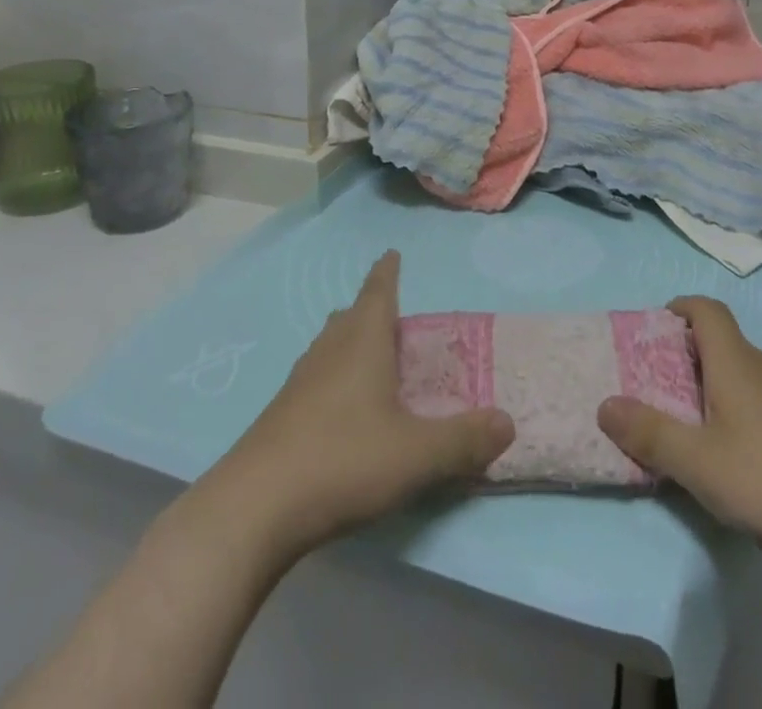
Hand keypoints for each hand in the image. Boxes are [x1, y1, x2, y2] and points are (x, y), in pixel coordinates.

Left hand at [195, 251, 514, 560]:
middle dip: (370, 308)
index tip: (391, 252)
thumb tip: (508, 421)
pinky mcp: (281, 416)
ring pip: (329, 346)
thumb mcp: (416, 454)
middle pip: (350, 316)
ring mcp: (299, 382)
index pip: (378, 291)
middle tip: (393, 314)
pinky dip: (334, 377)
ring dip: (350, 342)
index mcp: (362, 342)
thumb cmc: (342, 461)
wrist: (253, 509)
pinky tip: (341, 408)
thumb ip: (464, 439)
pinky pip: (315, 378)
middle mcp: (329, 350)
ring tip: (370, 355)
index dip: (387, 271)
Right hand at [597, 296, 761, 575]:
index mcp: (735, 362)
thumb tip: (604, 404)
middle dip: (690, 353)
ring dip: (718, 384)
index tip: (655, 326)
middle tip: (661, 384)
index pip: (707, 309)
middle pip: (724, 341)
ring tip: (696, 421)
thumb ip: (650, 433)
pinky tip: (741, 455)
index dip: (680, 306)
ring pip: (747, 374)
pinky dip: (745, 411)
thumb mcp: (699, 462)